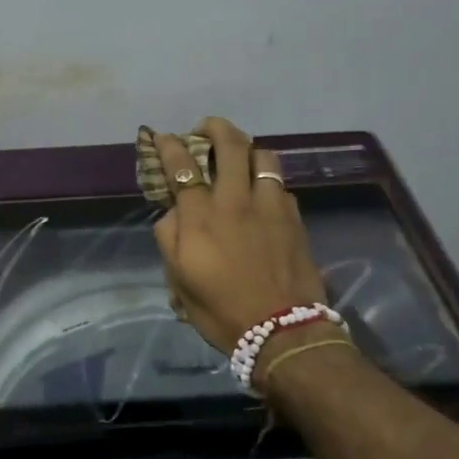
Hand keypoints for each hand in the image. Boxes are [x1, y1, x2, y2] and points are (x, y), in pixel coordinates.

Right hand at [149, 118, 326, 354]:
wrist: (282, 331)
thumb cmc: (221, 309)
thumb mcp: (178, 279)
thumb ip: (169, 238)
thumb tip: (174, 212)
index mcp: (200, 215)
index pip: (182, 165)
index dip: (170, 145)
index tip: (162, 137)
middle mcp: (235, 200)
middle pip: (229, 144)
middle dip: (214, 127)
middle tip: (205, 129)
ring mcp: (270, 205)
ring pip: (263, 155)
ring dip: (247, 148)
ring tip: (239, 156)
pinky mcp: (295, 217)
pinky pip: (281, 183)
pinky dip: (267, 178)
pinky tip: (263, 192)